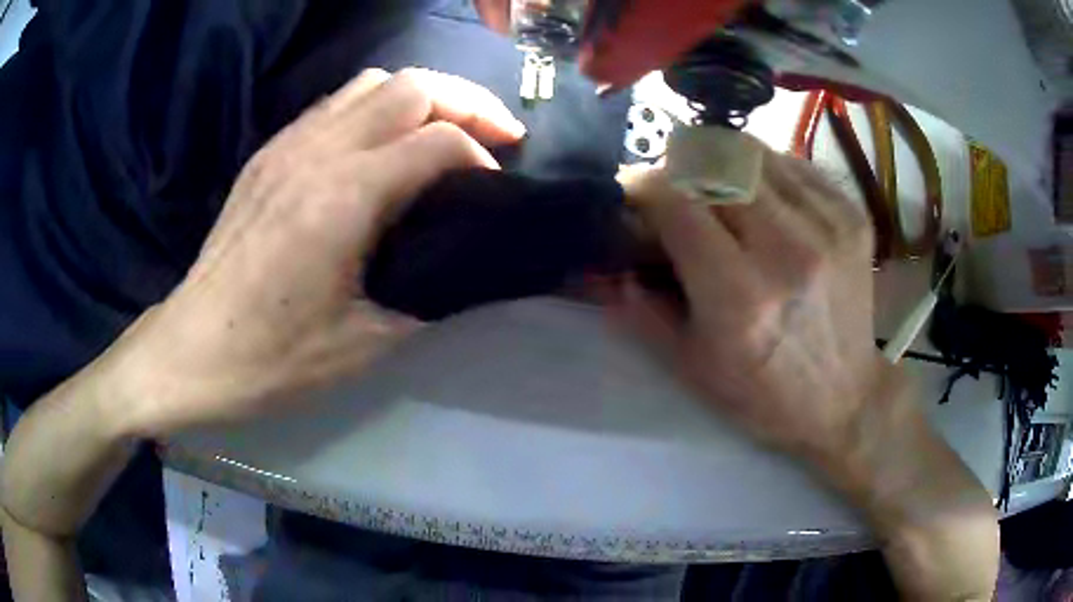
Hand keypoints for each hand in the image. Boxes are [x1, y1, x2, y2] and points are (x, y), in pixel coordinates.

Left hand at [102, 68, 525, 435]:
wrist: (192, 350)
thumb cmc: (272, 357)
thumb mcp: (365, 344)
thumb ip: (425, 297)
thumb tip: (460, 270)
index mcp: (344, 197)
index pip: (438, 141)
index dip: (481, 157)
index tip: (493, 189)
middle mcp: (318, 152)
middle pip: (412, 86)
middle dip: (467, 102)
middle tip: (497, 134)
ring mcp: (287, 146)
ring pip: (372, 82)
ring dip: (421, 96)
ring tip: (444, 130)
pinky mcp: (268, 155)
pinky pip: (335, 104)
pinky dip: (376, 108)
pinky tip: (383, 144)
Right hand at [619, 151, 905, 464]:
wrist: (845, 397)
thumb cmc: (764, 394)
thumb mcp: (691, 366)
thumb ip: (640, 308)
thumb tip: (606, 261)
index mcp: (740, 296)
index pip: (675, 201)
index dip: (642, 186)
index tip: (631, 194)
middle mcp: (788, 248)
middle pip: (713, 162)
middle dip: (677, 168)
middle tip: (672, 192)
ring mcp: (827, 224)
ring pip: (752, 151)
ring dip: (719, 163)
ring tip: (717, 192)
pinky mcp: (851, 213)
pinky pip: (790, 163)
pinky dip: (763, 171)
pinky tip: (762, 201)